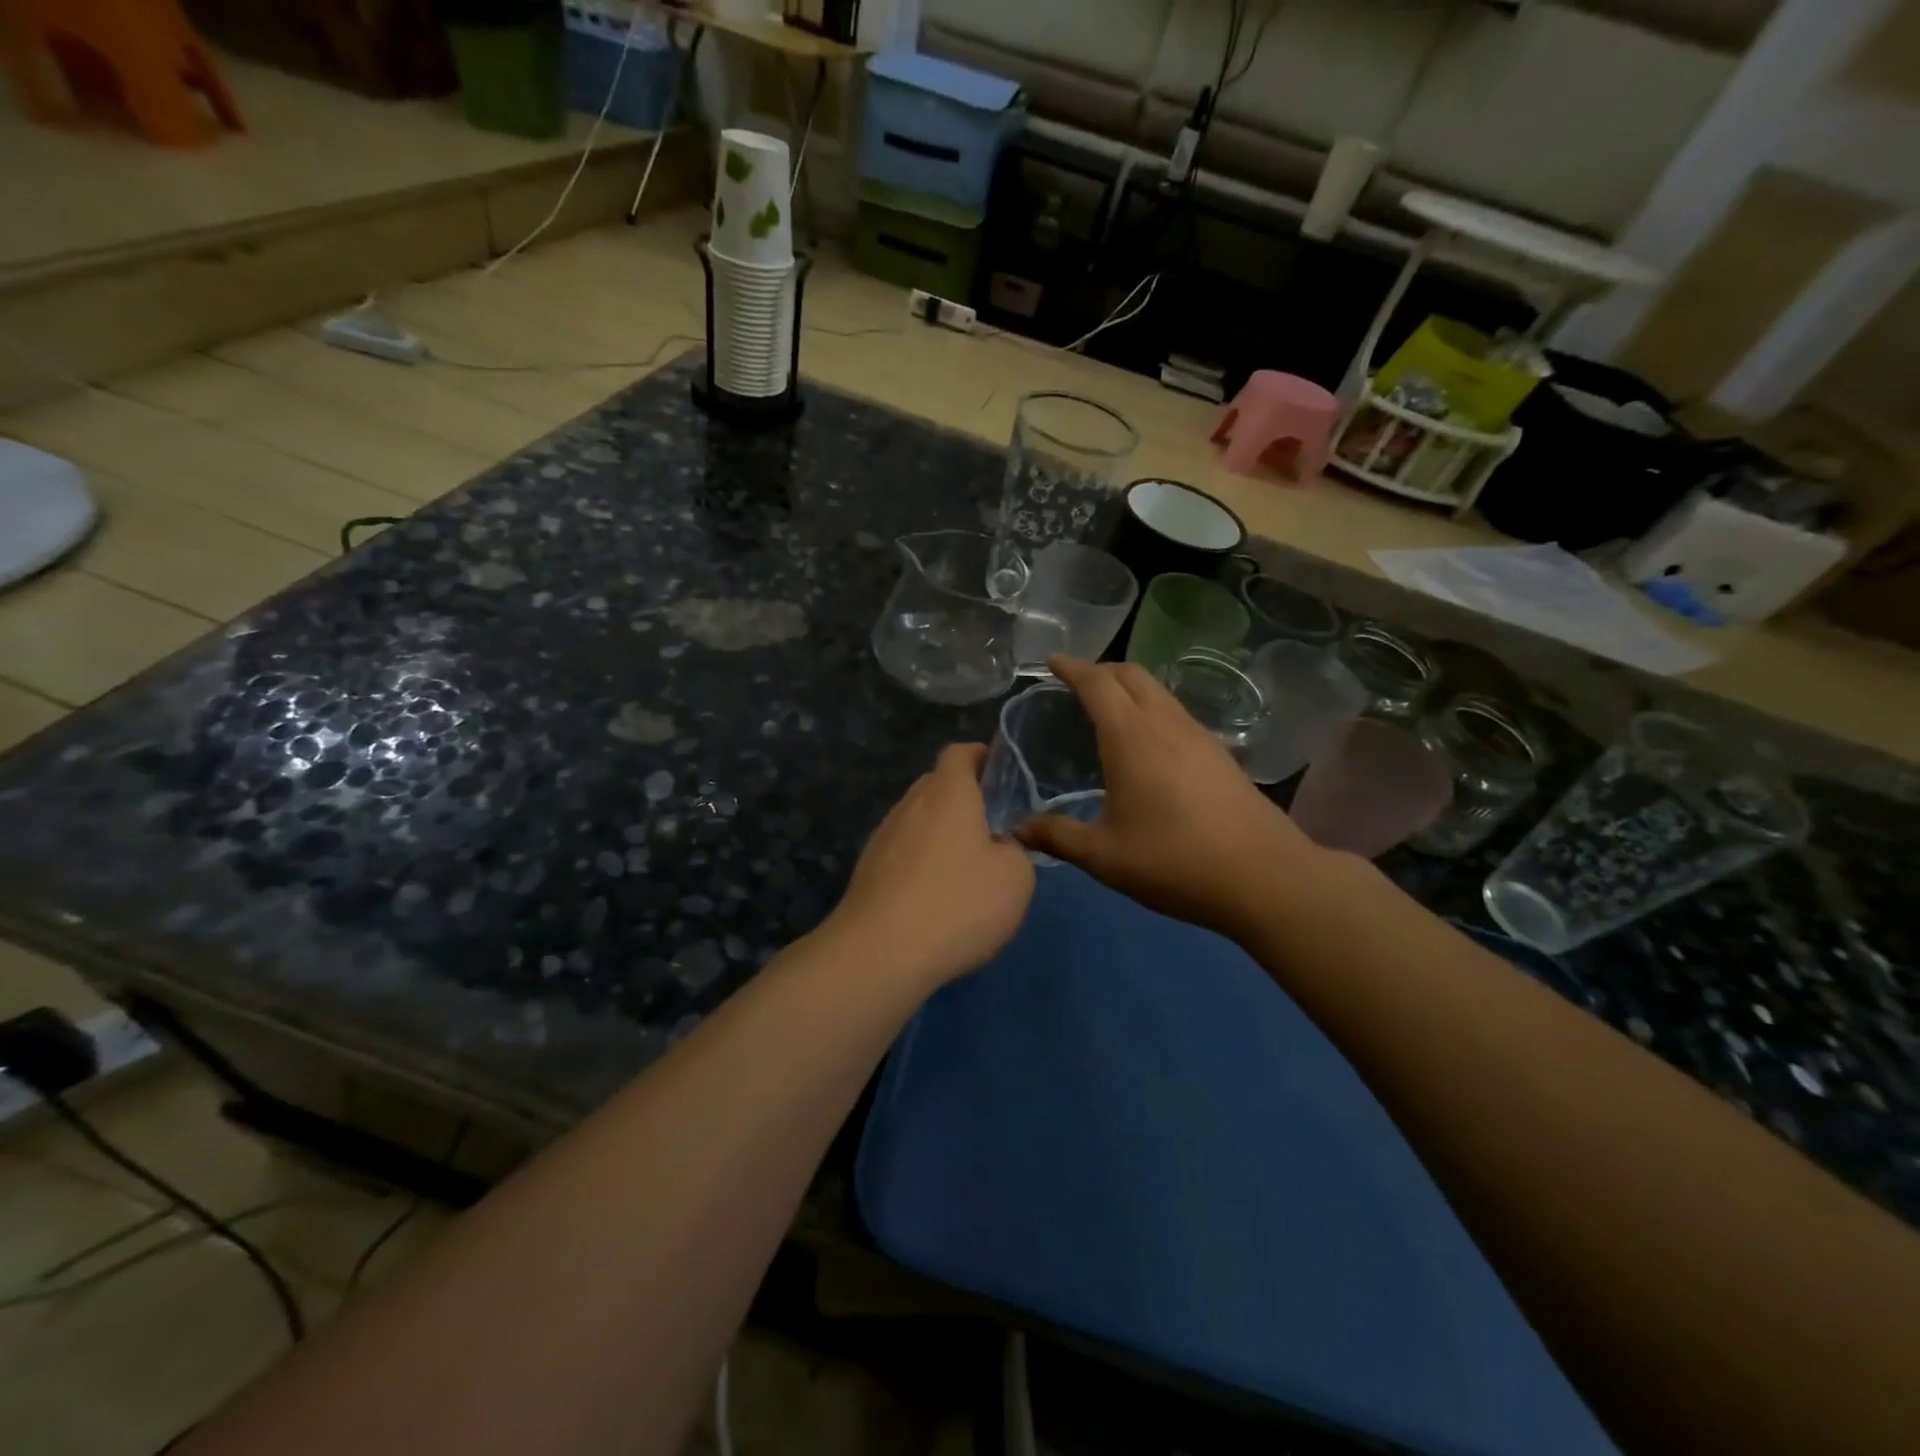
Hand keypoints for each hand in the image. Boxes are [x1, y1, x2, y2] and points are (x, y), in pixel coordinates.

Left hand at [827, 743, 1035, 988]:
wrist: (880, 953)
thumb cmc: (958, 903)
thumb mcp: (1015, 878)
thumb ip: (1015, 850)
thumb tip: (999, 845)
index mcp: (948, 792)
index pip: (959, 753)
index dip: (981, 757)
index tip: (1001, 776)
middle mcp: (910, 804)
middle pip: (937, 786)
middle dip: (964, 800)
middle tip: (992, 830)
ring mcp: (883, 837)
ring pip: (918, 821)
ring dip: (941, 835)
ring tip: (965, 871)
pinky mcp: (867, 871)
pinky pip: (902, 853)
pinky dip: (921, 864)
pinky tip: (935, 899)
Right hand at [1017, 656, 1323, 939]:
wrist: (1265, 876)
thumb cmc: (1175, 861)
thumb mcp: (1105, 857)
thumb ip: (1058, 837)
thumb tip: (1018, 830)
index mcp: (1132, 738)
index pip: (1097, 684)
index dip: (1072, 668)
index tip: (1052, 662)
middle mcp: (1166, 724)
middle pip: (1132, 674)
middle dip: (1101, 670)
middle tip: (1076, 684)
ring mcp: (1199, 736)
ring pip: (1159, 691)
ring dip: (1129, 688)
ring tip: (1107, 710)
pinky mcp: (1219, 753)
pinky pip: (1176, 712)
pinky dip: (1151, 709)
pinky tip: (1146, 743)